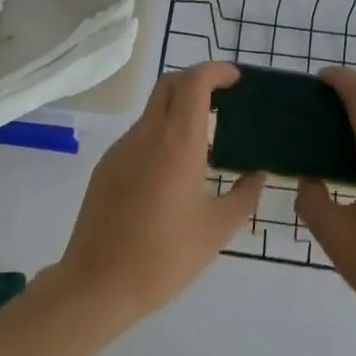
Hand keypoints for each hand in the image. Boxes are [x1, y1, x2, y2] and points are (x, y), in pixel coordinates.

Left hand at [51, 61, 264, 323]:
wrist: (97, 284)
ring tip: (208, 138)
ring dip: (179, 109)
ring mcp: (121, 149)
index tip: (236, 79)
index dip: (216, 71)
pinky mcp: (106, 167)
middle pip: (169, 85)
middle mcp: (145, 136)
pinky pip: (140, 136)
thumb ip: (244, 195)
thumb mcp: (217, 229)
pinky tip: (177, 168)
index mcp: (177, 144)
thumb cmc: (164, 258)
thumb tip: (257, 175)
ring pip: (153, 111)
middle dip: (198, 80)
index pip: (193, 83)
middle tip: (225, 98)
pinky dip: (162, 133)